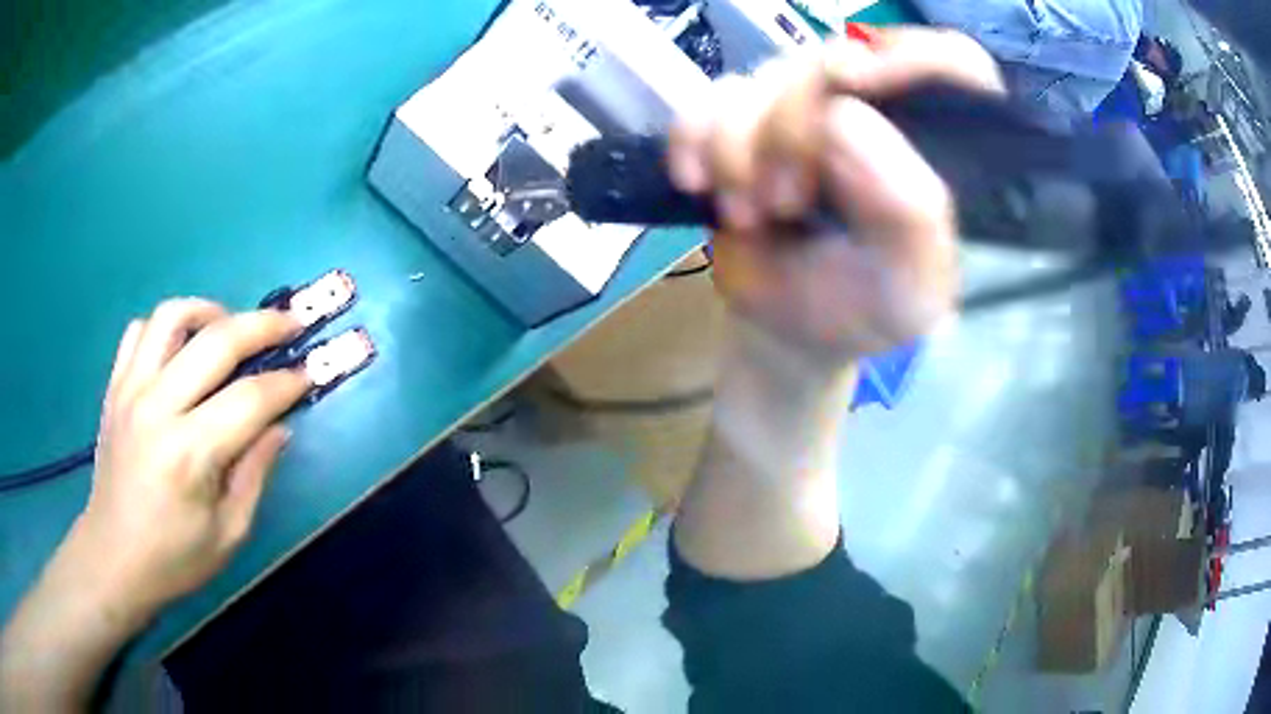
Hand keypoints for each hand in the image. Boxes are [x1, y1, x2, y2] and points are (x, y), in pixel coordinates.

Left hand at [1, 299, 310, 709]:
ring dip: (210, 312)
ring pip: (173, 317)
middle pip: (216, 341)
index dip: (287, 382)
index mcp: (189, 454)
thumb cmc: (174, 559)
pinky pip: (140, 331)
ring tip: (229, 328)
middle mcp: (158, 408)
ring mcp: (130, 390)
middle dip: (263, 325)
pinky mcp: (115, 387)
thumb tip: (280, 427)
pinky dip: (167, 327)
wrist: (113, 559)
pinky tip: (181, 348)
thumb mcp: (228, 534)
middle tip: (290, 324)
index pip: (250, 399)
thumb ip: (255, 474)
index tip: (310, 372)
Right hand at [668, 28, 1003, 366]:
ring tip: (745, 215)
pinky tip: (696, 182)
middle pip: (831, 60)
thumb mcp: (908, 286)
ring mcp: (804, 109)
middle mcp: (873, 110)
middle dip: (791, 129)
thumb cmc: (863, 310)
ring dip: (737, 147)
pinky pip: (708, 98)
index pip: (953, 62)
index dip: (912, 58)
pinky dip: (693, 137)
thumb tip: (843, 118)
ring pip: (763, 78)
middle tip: (782, 202)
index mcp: (934, 146)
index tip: (857, 85)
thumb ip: (908, 212)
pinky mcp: (745, 119)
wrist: (787, 329)